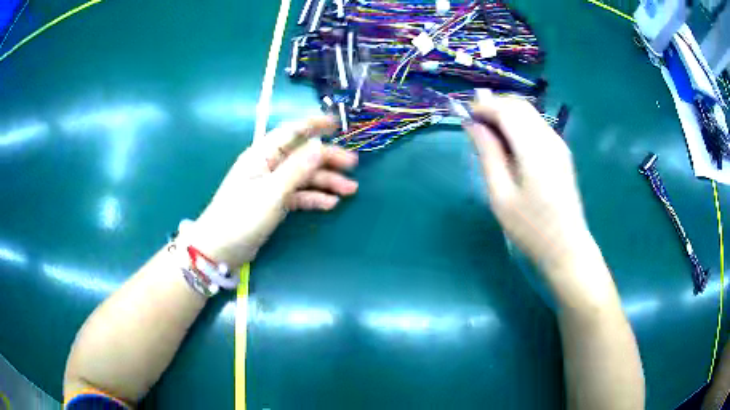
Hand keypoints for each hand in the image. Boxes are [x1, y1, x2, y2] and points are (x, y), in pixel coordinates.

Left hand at [189, 116, 357, 267]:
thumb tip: (319, 145)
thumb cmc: (242, 217)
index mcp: (262, 155)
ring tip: (350, 190)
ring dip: (325, 181)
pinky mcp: (272, 203)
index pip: (291, 131)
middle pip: (302, 155)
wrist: (220, 250)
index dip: (314, 124)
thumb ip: (297, 169)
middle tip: (353, 166)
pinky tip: (330, 204)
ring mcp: (270, 185)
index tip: (337, 123)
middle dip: (328, 159)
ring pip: (303, 176)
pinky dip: (313, 198)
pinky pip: (297, 195)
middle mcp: (268, 166)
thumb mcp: (272, 192)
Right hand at [463, 96, 591, 273]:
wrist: (566, 249)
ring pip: (529, 113)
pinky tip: (508, 144)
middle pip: (519, 106)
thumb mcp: (501, 195)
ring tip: (488, 135)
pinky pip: (537, 126)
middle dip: (494, 107)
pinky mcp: (561, 152)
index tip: (464, 116)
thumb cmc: (530, 229)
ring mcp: (559, 144)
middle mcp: (550, 139)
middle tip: (474, 125)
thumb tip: (472, 124)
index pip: (507, 110)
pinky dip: (518, 125)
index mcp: (535, 150)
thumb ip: (487, 154)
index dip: (483, 107)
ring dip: (506, 114)